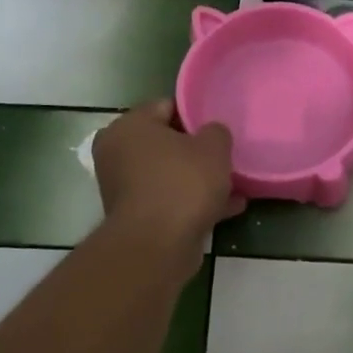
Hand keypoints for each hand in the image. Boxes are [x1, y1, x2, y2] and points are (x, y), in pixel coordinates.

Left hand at [92, 100, 242, 268]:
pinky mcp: (136, 217)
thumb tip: (211, 135)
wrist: (157, 246)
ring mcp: (124, 188)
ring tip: (234, 183)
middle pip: (167, 143)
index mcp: (129, 127)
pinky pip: (171, 200)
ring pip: (170, 174)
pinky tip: (229, 207)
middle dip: (197, 150)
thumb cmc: (182, 184)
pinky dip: (194, 202)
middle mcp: (118, 153)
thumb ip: (216, 132)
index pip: (166, 106)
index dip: (196, 113)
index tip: (219, 125)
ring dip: (198, 179)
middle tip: (225, 154)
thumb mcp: (213, 147)